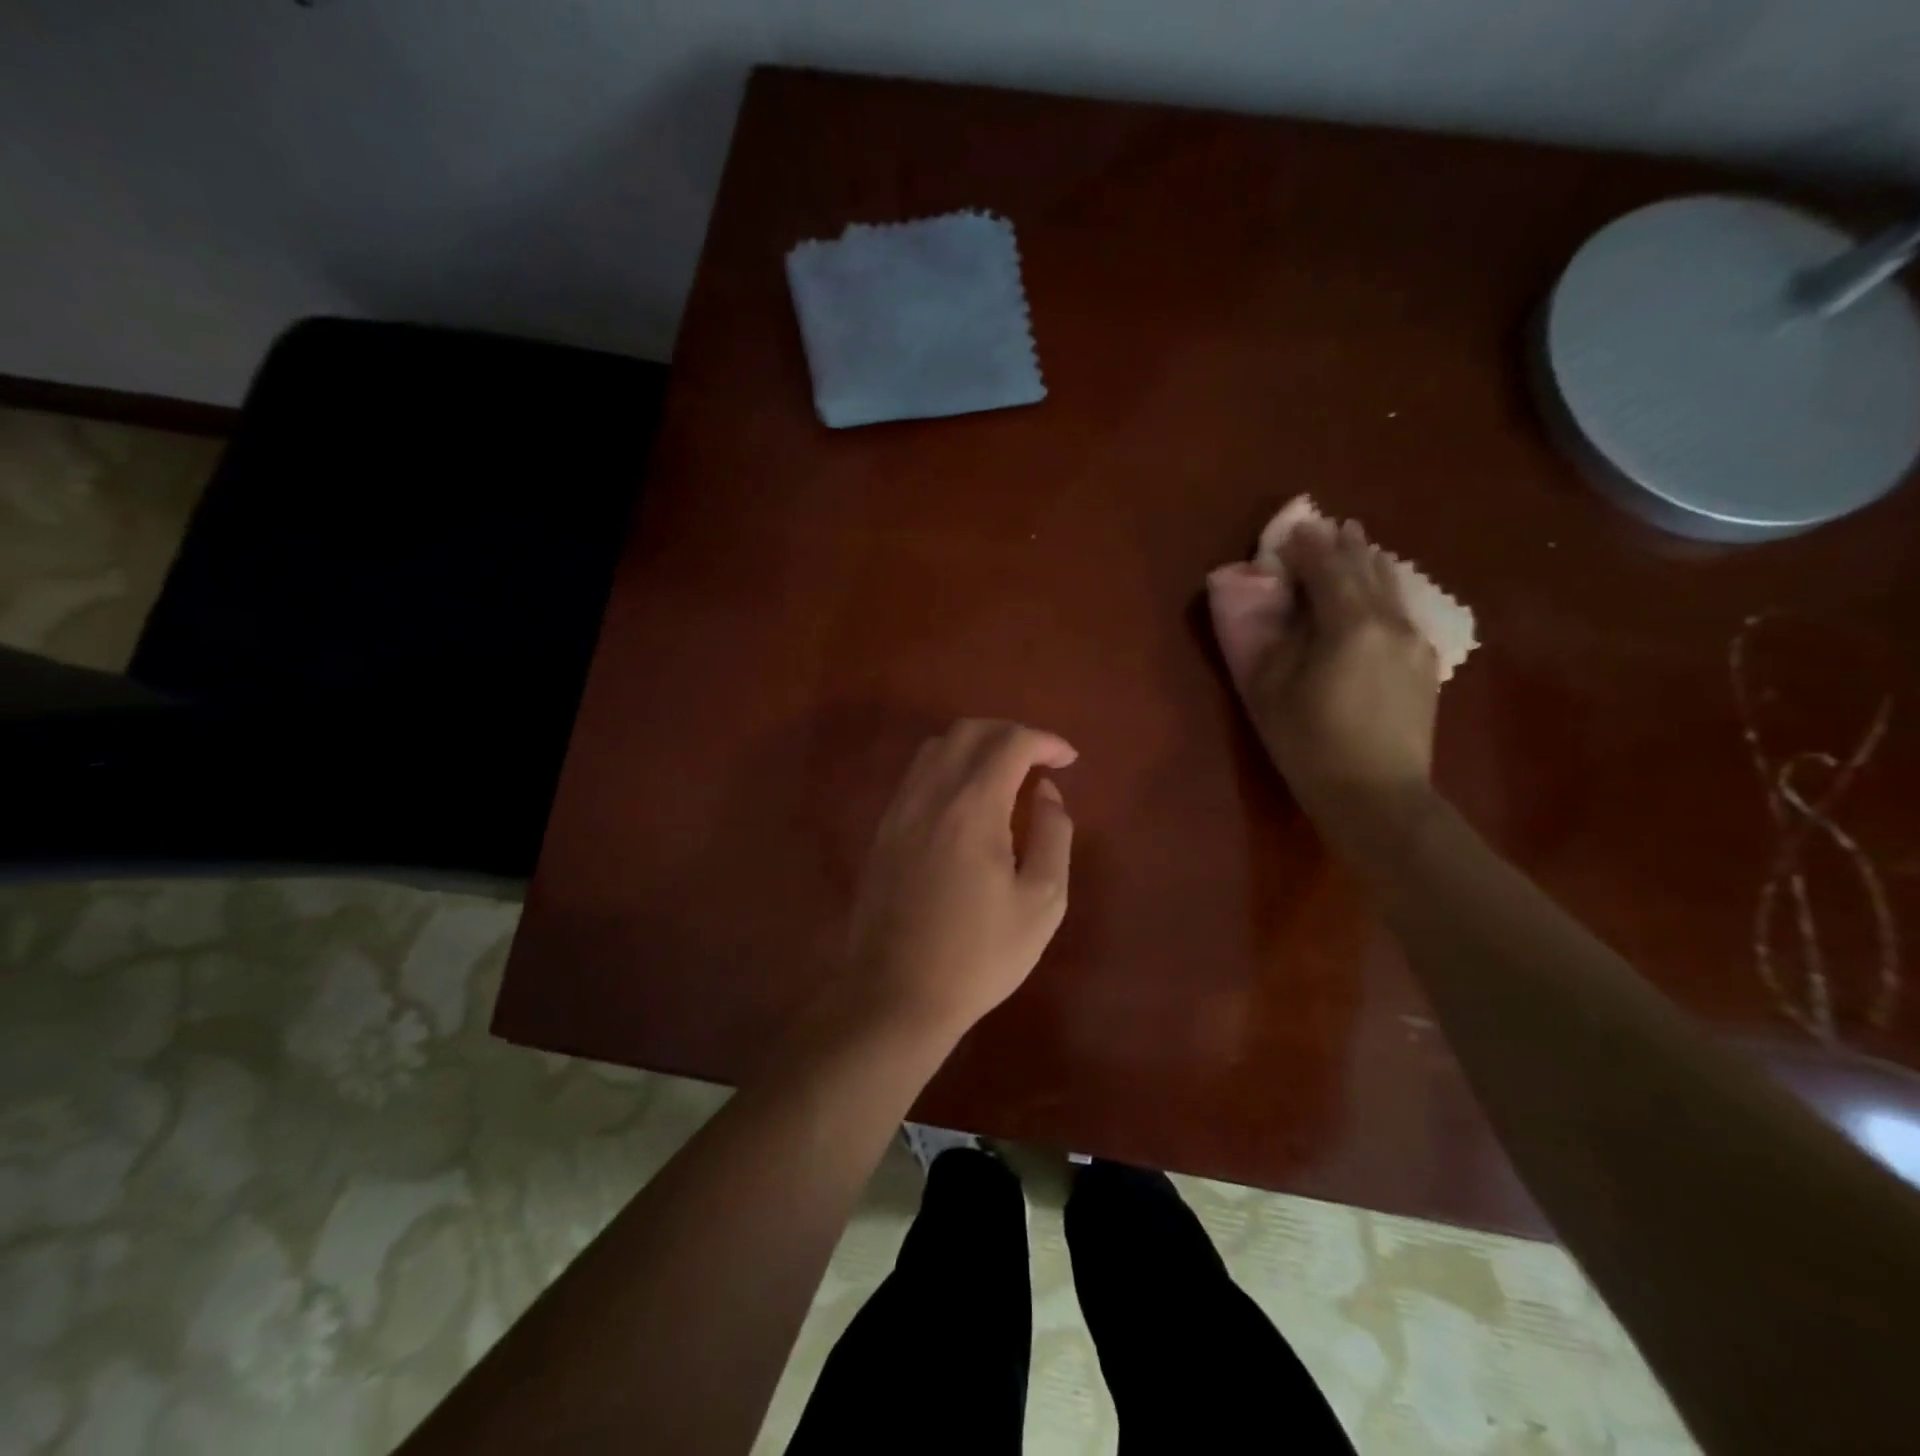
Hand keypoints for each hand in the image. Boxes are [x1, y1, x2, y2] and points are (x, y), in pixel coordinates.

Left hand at [841, 719, 1076, 1041]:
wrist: (896, 993)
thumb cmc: (980, 954)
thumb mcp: (1042, 902)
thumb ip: (1053, 834)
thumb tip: (1047, 792)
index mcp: (973, 807)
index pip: (1010, 742)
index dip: (1045, 741)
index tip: (1068, 759)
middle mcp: (930, 794)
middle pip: (969, 731)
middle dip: (1011, 734)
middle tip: (1040, 760)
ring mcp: (900, 809)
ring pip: (937, 747)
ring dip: (976, 745)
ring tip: (1005, 773)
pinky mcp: (883, 829)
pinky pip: (917, 773)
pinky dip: (948, 765)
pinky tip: (966, 798)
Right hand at [1208, 516, 1438, 865]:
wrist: (1377, 796)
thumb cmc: (1309, 744)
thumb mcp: (1269, 690)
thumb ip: (1269, 638)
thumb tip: (1272, 603)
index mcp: (1349, 624)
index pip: (1327, 569)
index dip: (1307, 547)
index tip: (1291, 530)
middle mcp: (1390, 622)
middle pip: (1365, 570)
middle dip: (1343, 547)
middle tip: (1328, 526)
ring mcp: (1414, 643)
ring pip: (1390, 589)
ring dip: (1368, 564)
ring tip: (1357, 544)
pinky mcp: (1424, 665)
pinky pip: (1399, 611)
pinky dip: (1381, 592)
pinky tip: (1375, 595)